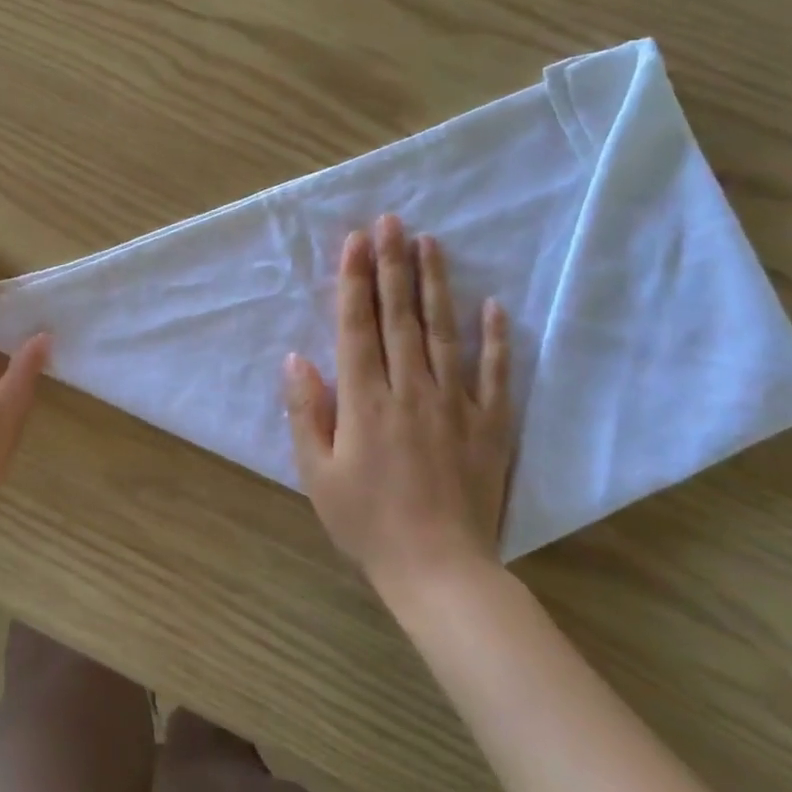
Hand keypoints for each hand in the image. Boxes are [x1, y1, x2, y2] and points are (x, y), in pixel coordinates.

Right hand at [284, 214, 513, 602]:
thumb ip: (306, 412)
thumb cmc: (366, 523)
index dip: (354, 281)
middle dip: (392, 265)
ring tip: (430, 243)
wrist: (439, 570)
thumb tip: (295, 358)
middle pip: (400, 317)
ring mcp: (455, 405)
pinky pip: (494, 374)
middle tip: (392, 221)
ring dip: (435, 285)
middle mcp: (410, 390)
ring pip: (444, 332)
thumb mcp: (317, 474)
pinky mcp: (489, 425)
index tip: (355, 240)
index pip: (358, 326)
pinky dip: (496, 338)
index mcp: (365, 401)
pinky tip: (494, 304)